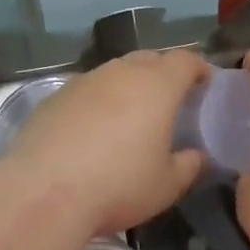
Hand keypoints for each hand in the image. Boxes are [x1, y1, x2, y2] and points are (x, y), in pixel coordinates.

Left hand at [8, 49, 207, 236]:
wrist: (44, 191)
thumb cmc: (118, 185)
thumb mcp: (166, 186)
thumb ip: (188, 165)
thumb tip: (196, 155)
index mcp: (157, 85)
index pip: (185, 60)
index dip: (199, 68)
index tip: (206, 83)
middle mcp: (121, 72)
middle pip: (150, 59)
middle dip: (164, 72)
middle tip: (170, 100)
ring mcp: (85, 80)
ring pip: (116, 72)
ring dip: (128, 85)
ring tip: (130, 115)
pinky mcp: (56, 96)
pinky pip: (87, 90)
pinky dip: (98, 101)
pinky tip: (93, 130)